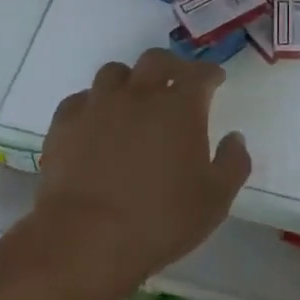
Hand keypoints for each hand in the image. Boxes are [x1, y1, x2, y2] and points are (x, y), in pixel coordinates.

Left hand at [35, 47, 250, 280]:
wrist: (86, 239)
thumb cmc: (160, 219)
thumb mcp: (215, 199)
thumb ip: (233, 163)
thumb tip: (235, 138)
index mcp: (180, 107)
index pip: (200, 74)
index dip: (211, 73)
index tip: (216, 80)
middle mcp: (139, 94)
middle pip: (156, 60)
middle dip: (172, 66)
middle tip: (177, 82)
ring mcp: (97, 105)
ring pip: (114, 73)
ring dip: (130, 80)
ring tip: (134, 100)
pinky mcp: (64, 123)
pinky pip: (81, 99)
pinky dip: (94, 104)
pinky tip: (97, 122)